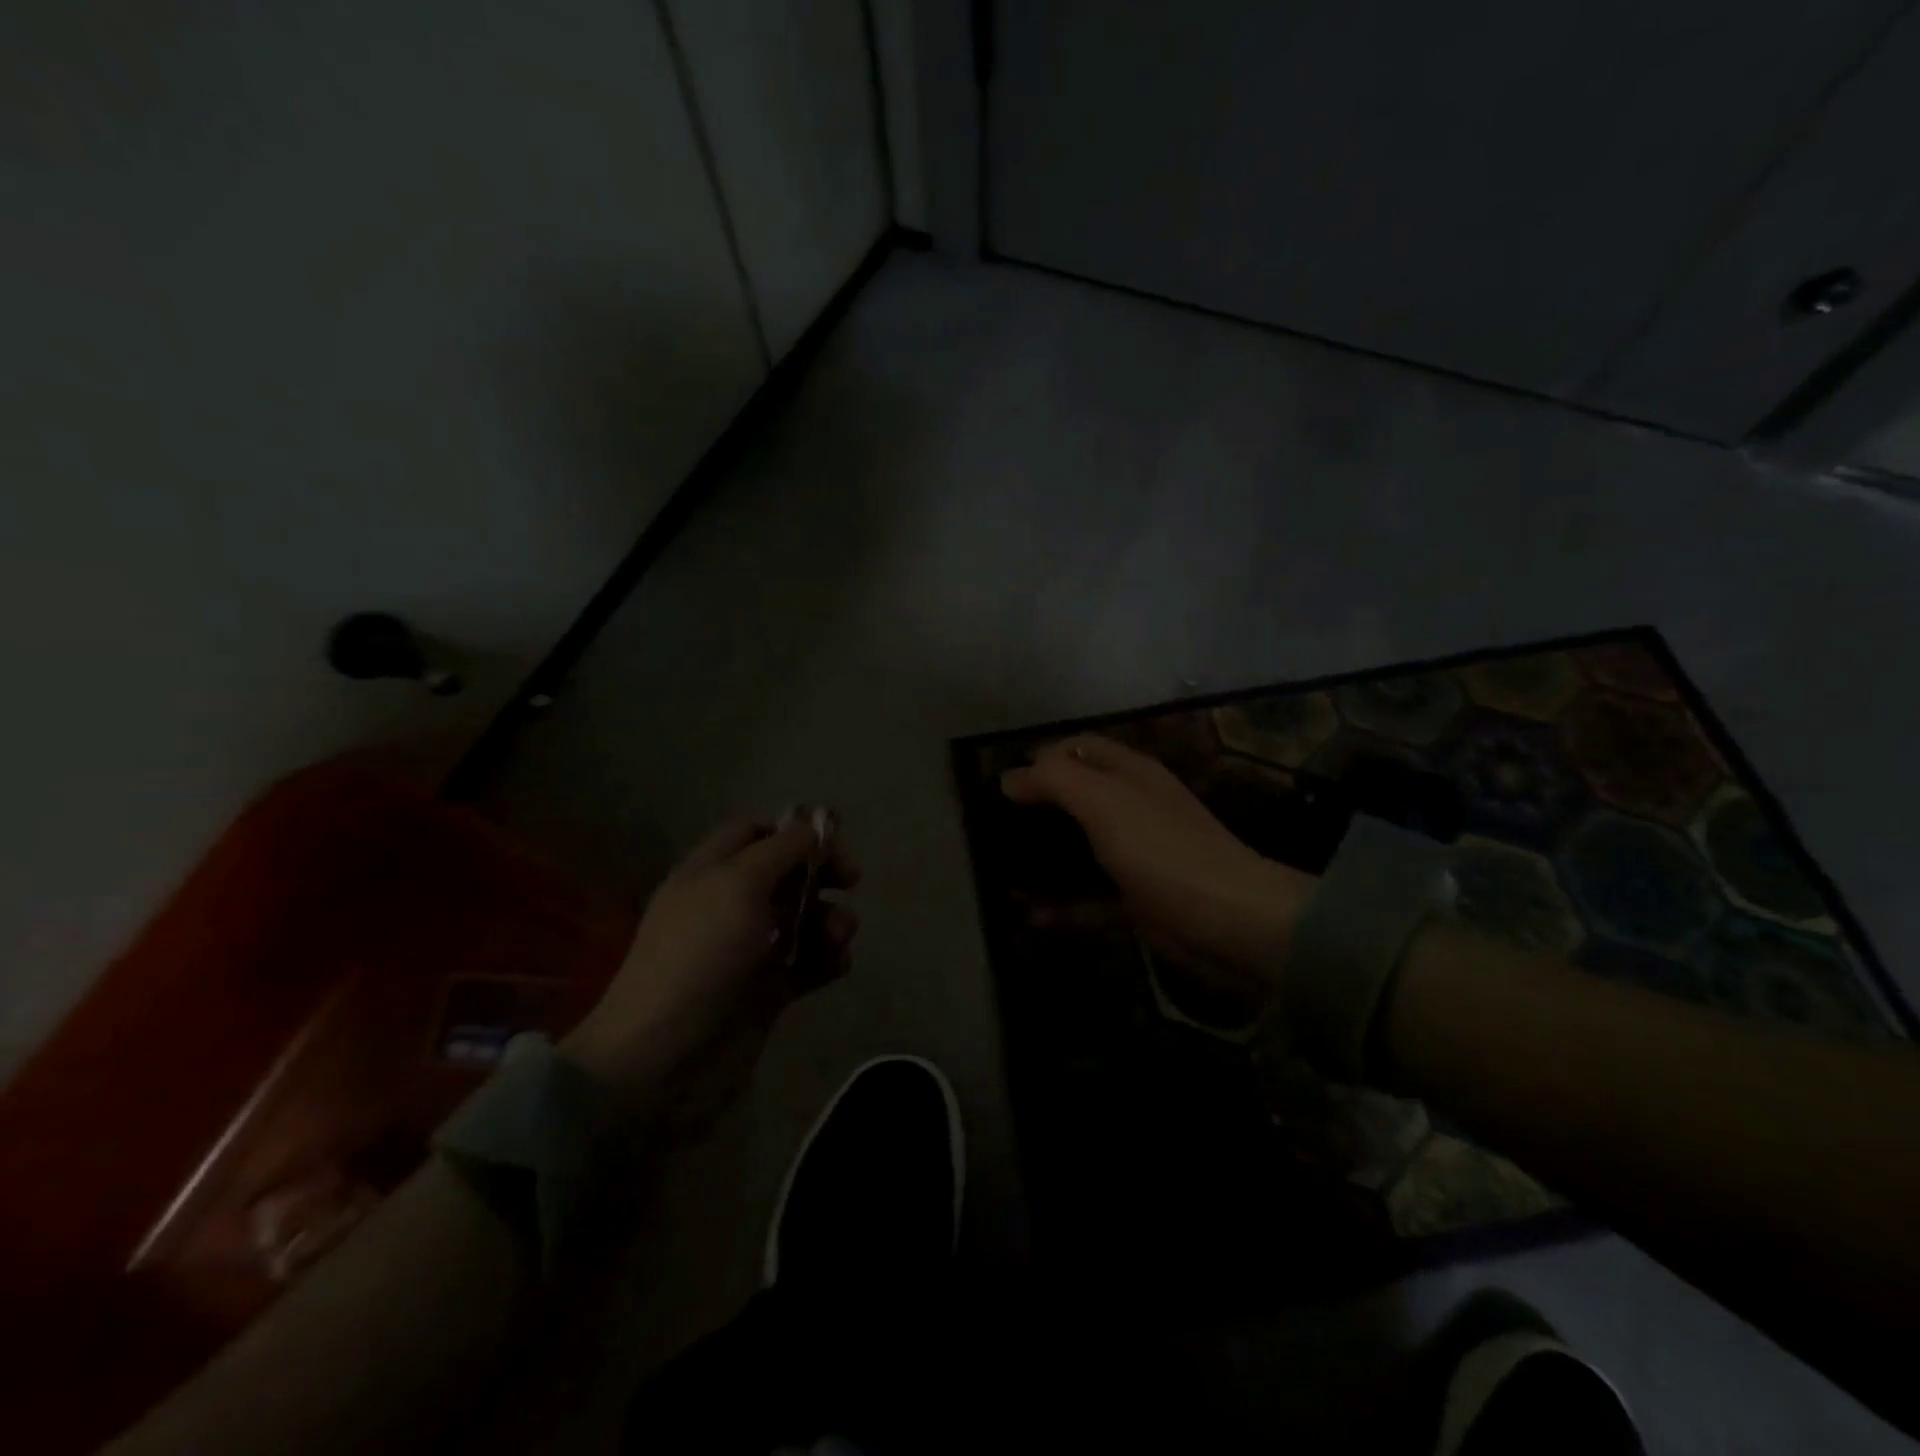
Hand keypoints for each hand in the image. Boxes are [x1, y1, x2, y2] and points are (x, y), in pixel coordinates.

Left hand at [562, 814, 858, 1112]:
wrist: (663, 1060)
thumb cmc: (699, 957)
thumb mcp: (738, 885)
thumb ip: (781, 849)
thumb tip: (812, 827)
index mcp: (710, 872)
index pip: (753, 832)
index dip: (792, 829)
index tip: (831, 837)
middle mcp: (729, 905)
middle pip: (786, 873)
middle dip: (821, 873)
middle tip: (850, 881)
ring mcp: (748, 951)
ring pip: (803, 919)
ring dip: (830, 919)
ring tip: (840, 936)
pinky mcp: (766, 992)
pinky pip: (808, 963)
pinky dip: (828, 959)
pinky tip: (837, 965)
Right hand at [1000, 736, 1314, 1005]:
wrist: (1228, 921)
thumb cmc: (1160, 849)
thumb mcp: (1102, 801)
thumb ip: (1053, 780)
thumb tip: (1009, 778)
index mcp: (1129, 773)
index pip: (1078, 748)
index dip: (1040, 758)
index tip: (1003, 786)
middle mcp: (1131, 807)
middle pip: (1074, 800)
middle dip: (1034, 815)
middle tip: (994, 834)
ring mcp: (1134, 855)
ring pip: (1077, 851)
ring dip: (1041, 865)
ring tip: (1002, 879)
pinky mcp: (1135, 898)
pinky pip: (1088, 896)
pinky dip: (1061, 905)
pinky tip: (1031, 916)